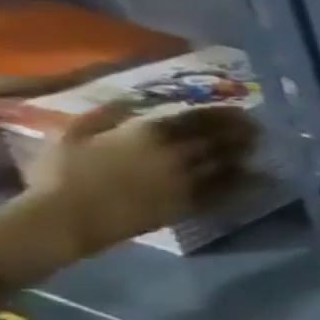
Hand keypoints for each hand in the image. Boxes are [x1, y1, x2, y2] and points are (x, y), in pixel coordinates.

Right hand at [25, 102, 258, 255]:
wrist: (69, 217)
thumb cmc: (62, 173)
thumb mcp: (73, 133)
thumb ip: (104, 115)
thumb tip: (129, 102)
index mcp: (148, 133)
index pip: (197, 119)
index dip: (222, 114)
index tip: (239, 112)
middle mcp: (177, 153)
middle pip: (219, 139)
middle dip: (241, 132)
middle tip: (257, 128)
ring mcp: (189, 180)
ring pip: (227, 162)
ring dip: (244, 153)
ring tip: (257, 146)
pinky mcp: (193, 203)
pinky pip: (227, 190)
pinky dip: (245, 181)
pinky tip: (257, 176)